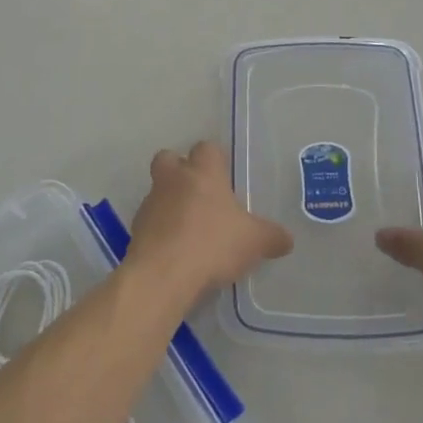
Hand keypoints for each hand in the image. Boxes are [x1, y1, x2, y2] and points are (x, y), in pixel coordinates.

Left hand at [128, 142, 292, 308]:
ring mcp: (151, 202)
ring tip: (189, 230)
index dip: (215, 159)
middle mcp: (174, 179)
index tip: (224, 177)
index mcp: (203, 173)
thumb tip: (286, 239)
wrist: (163, 274)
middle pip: (169, 159)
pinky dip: (161, 230)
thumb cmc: (213, 244)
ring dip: (170, 203)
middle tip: (198, 193)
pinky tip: (176, 251)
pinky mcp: (136, 228)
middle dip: (179, 169)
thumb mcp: (254, 241)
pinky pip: (150, 221)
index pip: (206, 148)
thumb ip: (272, 237)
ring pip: (158, 190)